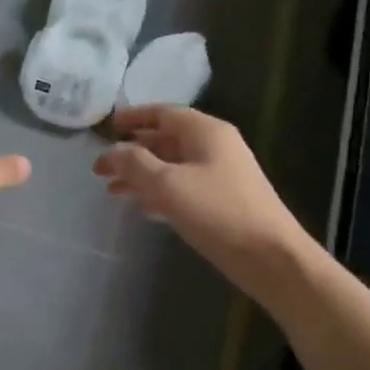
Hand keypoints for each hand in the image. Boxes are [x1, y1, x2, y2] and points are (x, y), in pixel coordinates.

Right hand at [93, 105, 309, 278]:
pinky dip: (158, 192)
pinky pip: (182, 187)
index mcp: (206, 132)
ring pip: (171, 166)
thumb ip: (134, 163)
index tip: (108, 128)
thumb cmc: (217, 212)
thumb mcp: (168, 184)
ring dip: (141, 175)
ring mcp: (219, 175)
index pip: (163, 113)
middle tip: (101, 169)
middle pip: (165, 140)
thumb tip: (111, 152)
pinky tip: (140, 206)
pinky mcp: (220, 201)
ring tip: (112, 191)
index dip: (134, 118)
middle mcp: (214, 147)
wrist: (269, 256)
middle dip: (132, 152)